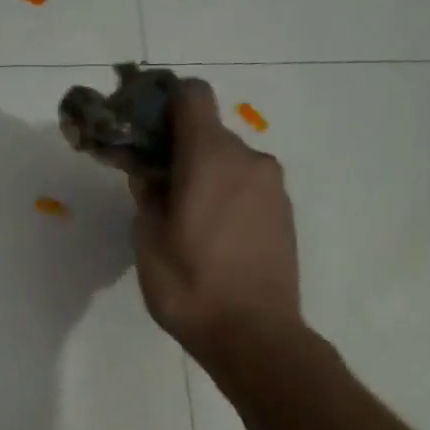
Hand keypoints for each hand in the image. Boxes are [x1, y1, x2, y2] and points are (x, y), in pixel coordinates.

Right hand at [131, 81, 301, 360]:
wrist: (254, 335)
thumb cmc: (191, 286)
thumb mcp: (148, 241)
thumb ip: (146, 196)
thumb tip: (150, 175)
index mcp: (211, 156)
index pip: (192, 95)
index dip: (164, 103)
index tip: (144, 131)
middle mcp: (249, 160)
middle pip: (209, 133)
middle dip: (180, 151)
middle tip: (157, 190)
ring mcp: (273, 187)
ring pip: (230, 163)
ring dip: (206, 177)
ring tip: (186, 222)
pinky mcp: (285, 214)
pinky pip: (248, 188)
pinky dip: (228, 197)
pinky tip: (214, 238)